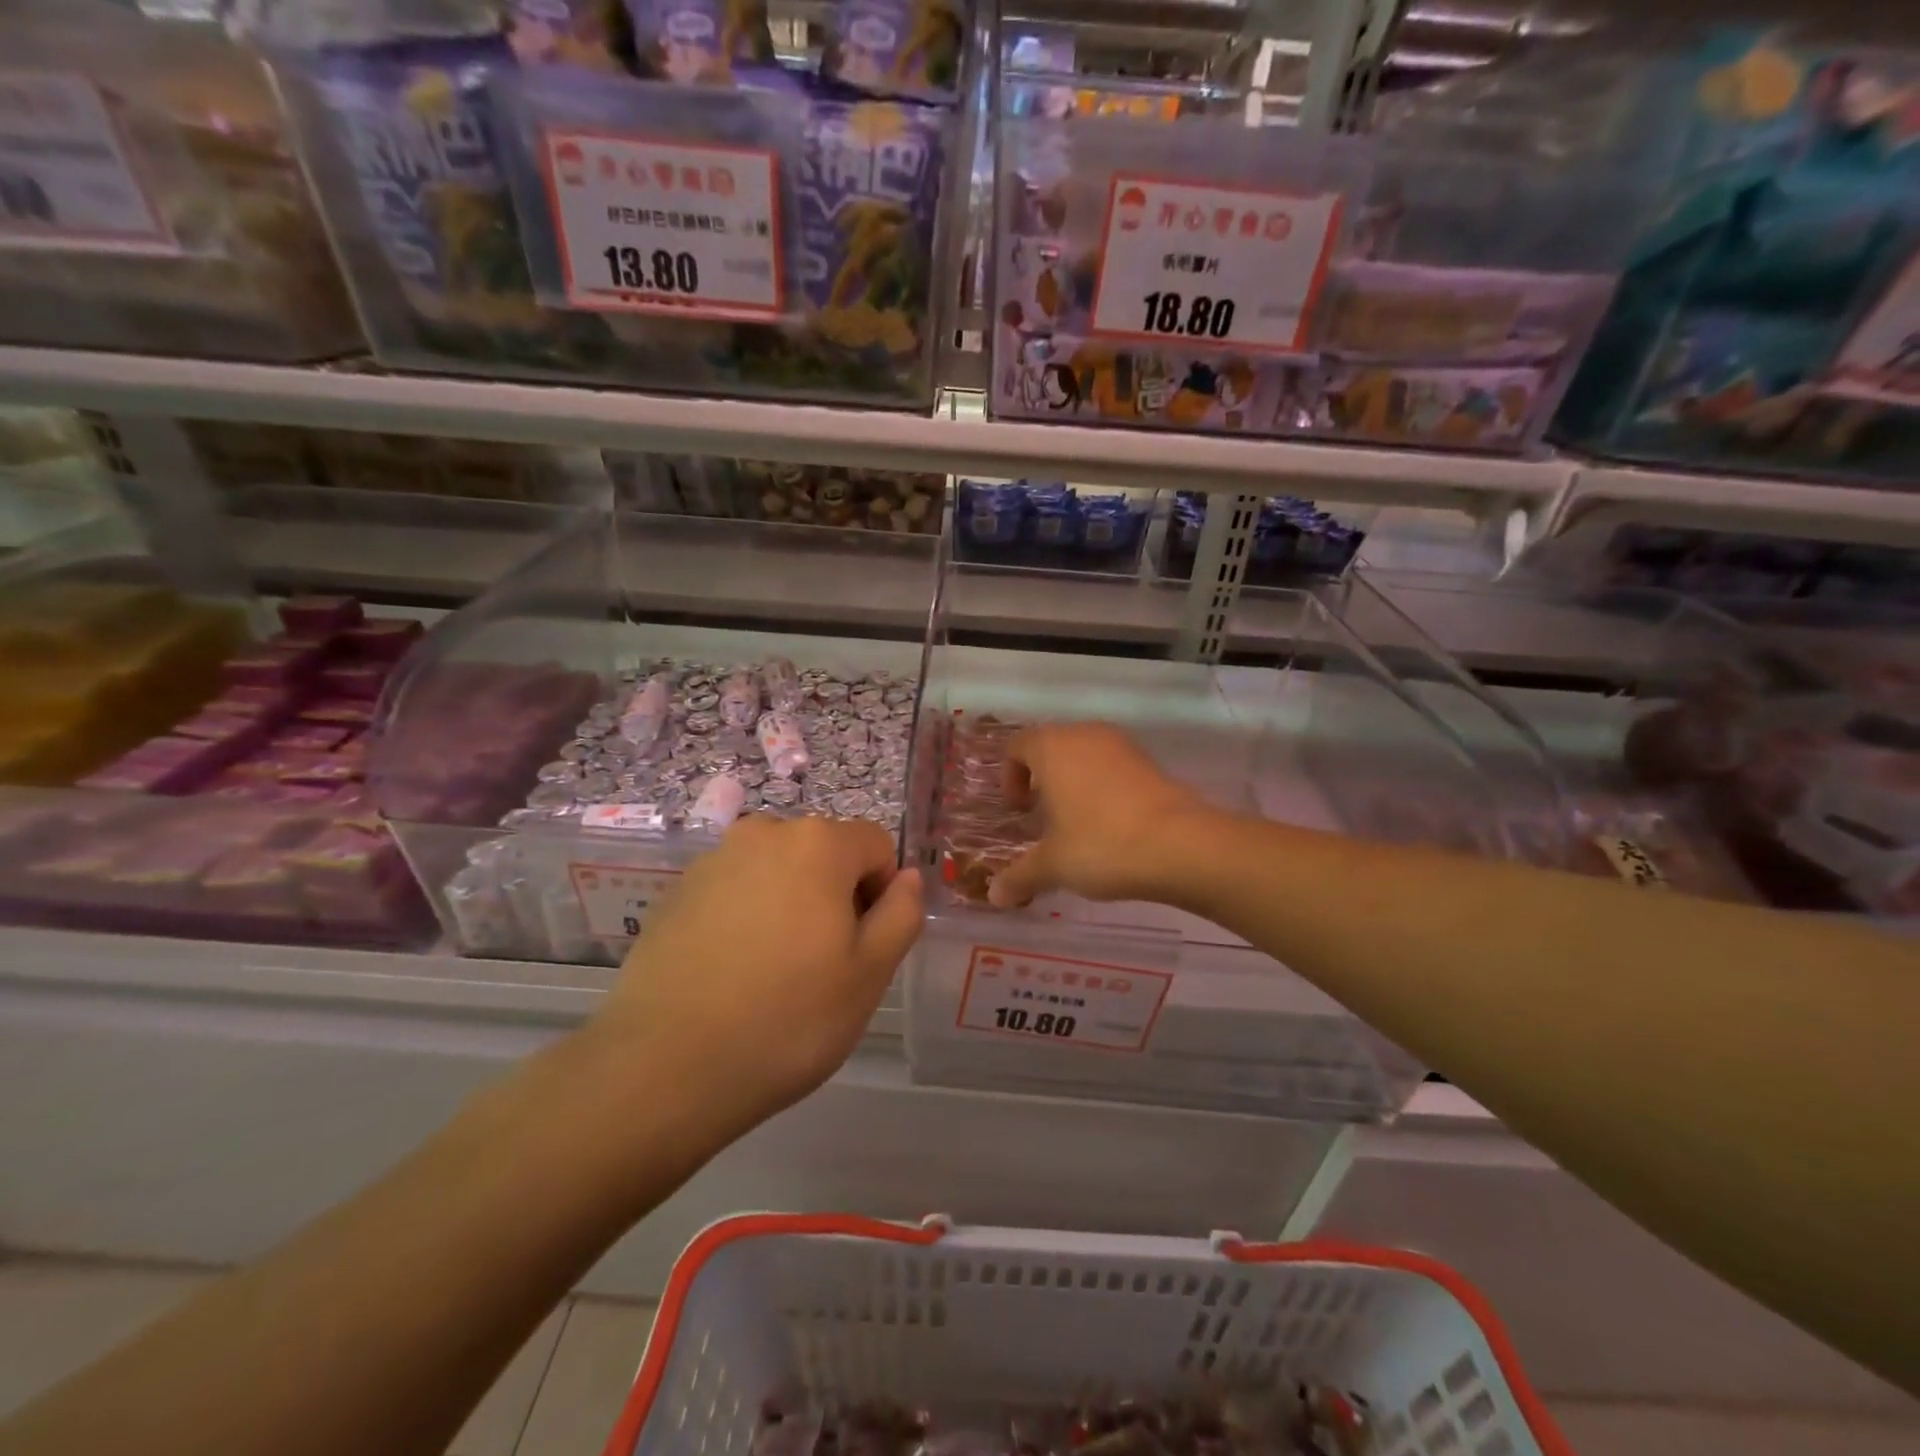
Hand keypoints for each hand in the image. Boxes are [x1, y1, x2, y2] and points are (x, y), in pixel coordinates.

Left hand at [595, 815, 923, 1130]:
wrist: (662, 1067)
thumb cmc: (787, 1019)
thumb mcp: (869, 974)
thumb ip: (902, 913)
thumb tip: (907, 878)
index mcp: (817, 843)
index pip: (875, 845)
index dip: (882, 893)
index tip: (862, 947)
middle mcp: (763, 833)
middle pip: (824, 853)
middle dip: (835, 896)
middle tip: (821, 965)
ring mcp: (712, 860)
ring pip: (778, 872)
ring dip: (790, 905)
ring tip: (773, 972)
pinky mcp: (675, 892)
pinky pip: (735, 891)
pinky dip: (747, 917)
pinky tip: (731, 974)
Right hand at [989, 723, 1214, 907]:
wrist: (1182, 845)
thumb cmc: (1101, 844)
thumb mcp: (1053, 866)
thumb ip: (1020, 876)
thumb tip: (995, 897)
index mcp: (1052, 747)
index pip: (1017, 746)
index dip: (1010, 777)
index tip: (1020, 812)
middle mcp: (1085, 735)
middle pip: (1052, 747)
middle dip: (1042, 780)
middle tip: (1044, 819)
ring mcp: (1123, 745)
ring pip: (1085, 755)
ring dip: (1075, 783)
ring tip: (1078, 824)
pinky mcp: (1151, 762)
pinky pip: (1113, 767)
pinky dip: (1104, 788)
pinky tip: (1112, 826)